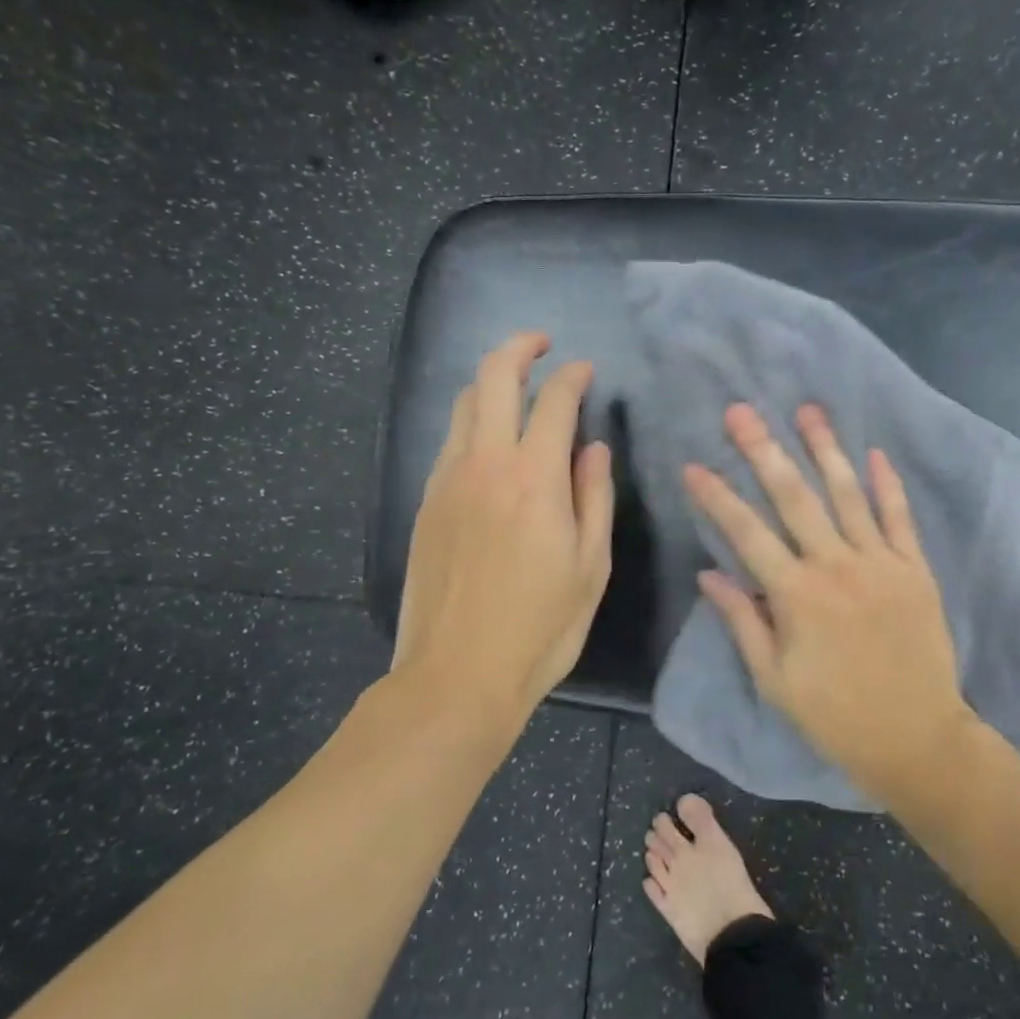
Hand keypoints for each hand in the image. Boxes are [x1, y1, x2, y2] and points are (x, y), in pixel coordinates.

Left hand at [393, 332, 613, 735]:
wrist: (457, 675)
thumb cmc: (541, 627)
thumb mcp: (590, 566)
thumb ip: (593, 497)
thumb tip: (594, 448)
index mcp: (534, 479)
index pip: (554, 400)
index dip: (574, 376)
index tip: (586, 371)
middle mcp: (485, 464)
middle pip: (494, 378)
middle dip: (520, 347)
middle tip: (543, 344)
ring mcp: (447, 481)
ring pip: (465, 405)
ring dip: (492, 382)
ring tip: (517, 388)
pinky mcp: (425, 503)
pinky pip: (450, 441)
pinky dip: (473, 422)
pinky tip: (491, 443)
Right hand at [684, 403, 977, 794]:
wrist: (917, 737)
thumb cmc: (835, 715)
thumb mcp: (775, 680)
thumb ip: (743, 622)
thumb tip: (709, 575)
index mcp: (797, 595)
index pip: (747, 533)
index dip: (717, 497)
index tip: (695, 466)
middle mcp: (837, 566)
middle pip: (794, 497)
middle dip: (764, 450)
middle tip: (741, 412)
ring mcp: (881, 563)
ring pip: (847, 494)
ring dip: (824, 449)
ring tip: (807, 410)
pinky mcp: (915, 569)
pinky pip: (899, 517)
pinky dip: (887, 484)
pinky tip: (874, 452)